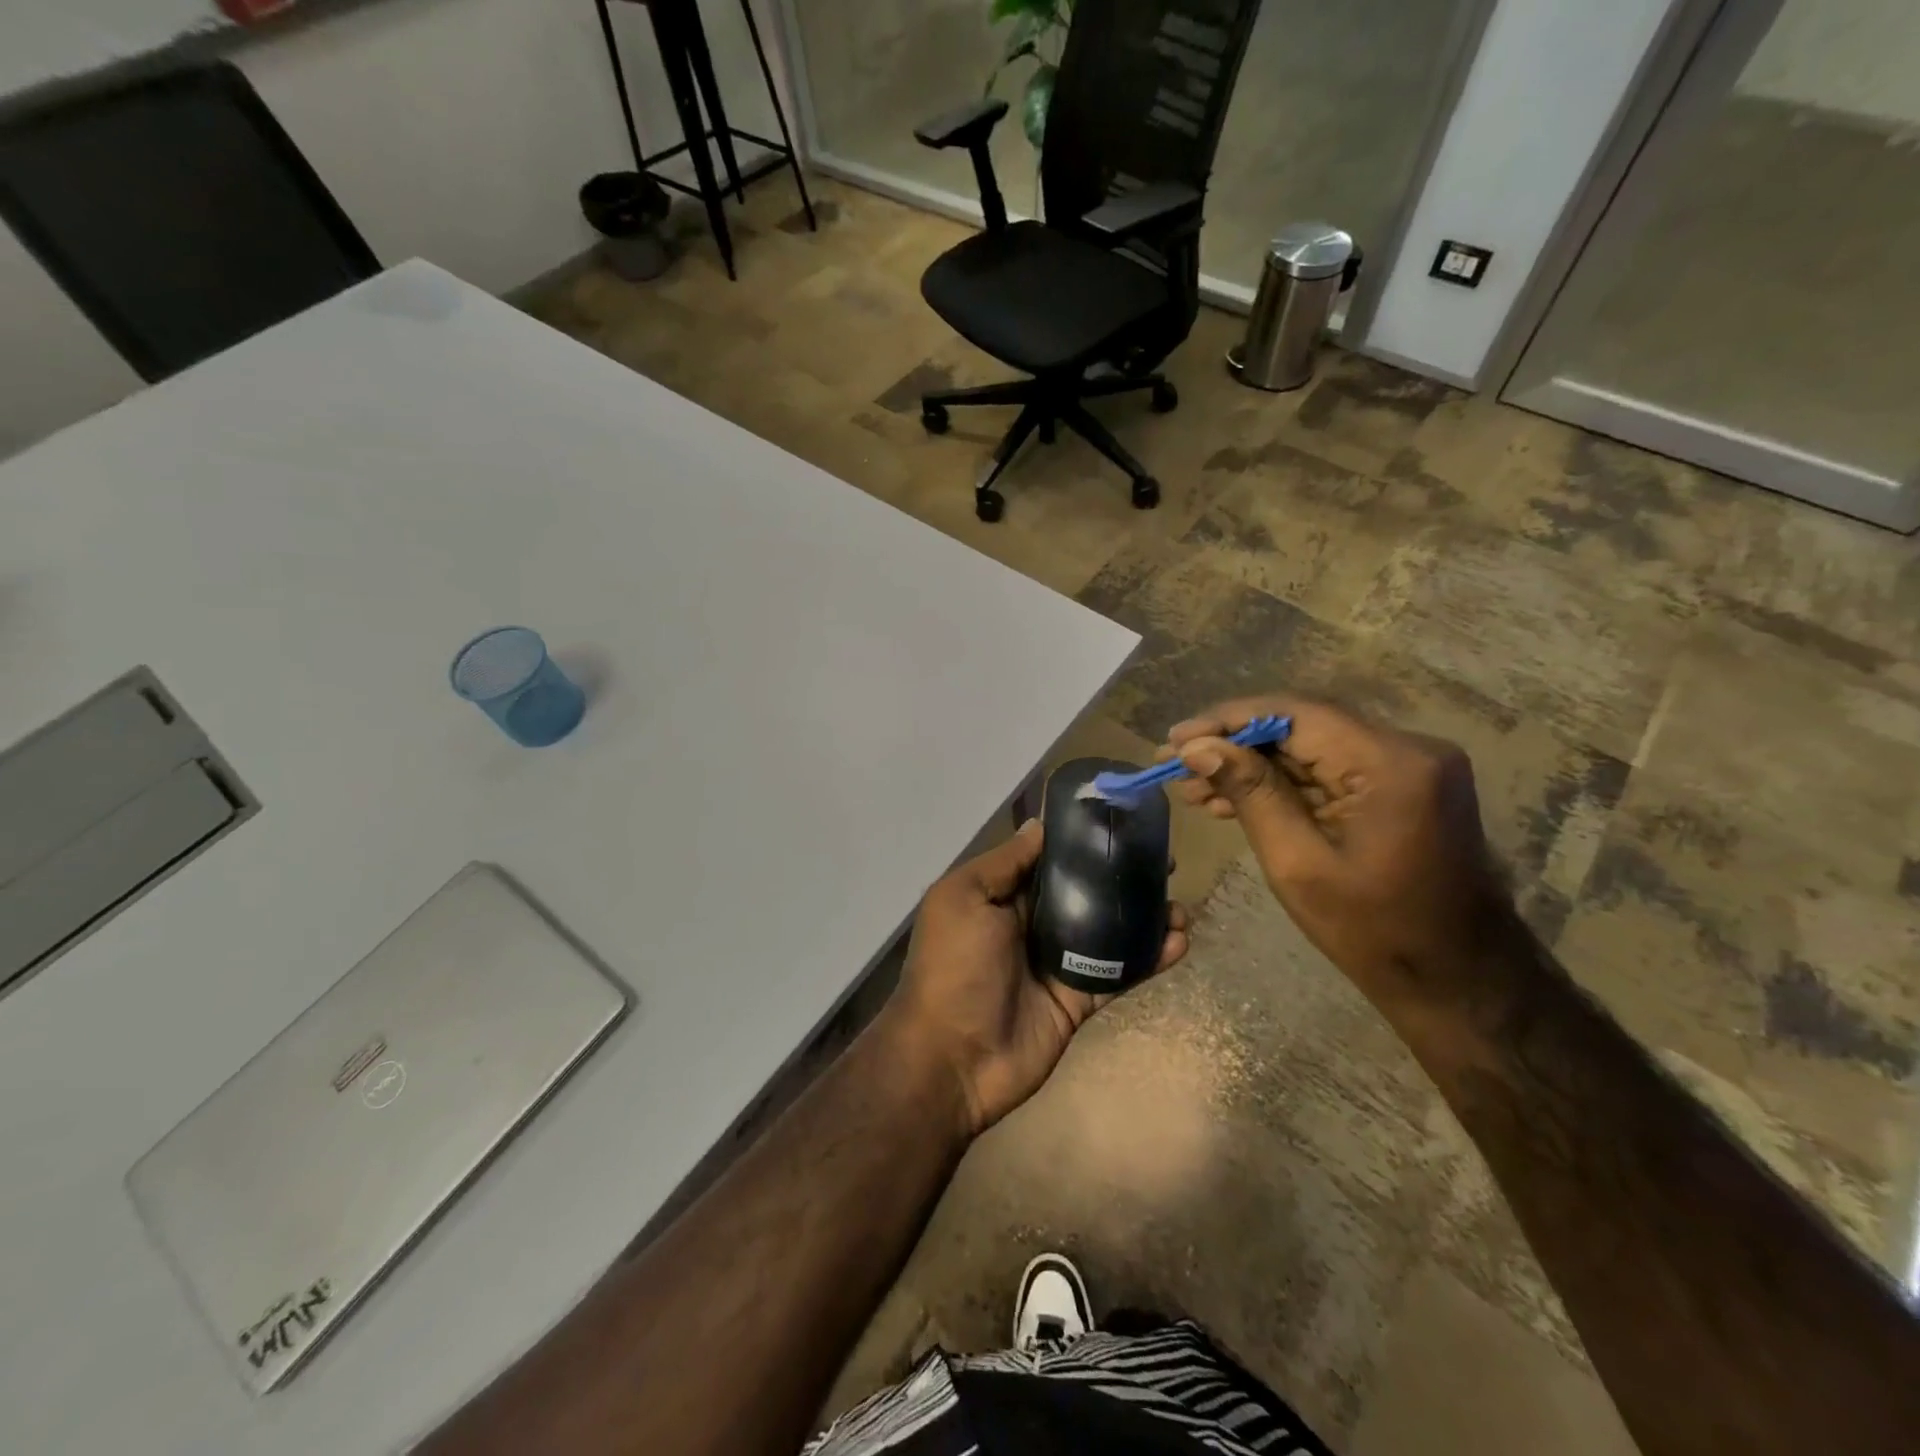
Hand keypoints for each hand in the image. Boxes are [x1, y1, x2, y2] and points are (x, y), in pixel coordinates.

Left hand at [883, 820, 1189, 1137]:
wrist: (954, 1058)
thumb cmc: (955, 966)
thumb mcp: (964, 898)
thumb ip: (1004, 863)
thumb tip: (1039, 825)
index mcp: (1003, 896)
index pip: (1050, 859)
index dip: (1083, 841)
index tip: (1122, 824)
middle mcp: (1032, 924)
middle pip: (1086, 891)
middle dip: (1123, 875)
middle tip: (1166, 863)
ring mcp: (1058, 962)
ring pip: (1110, 930)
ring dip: (1145, 916)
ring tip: (1181, 906)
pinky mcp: (1079, 998)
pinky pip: (1119, 972)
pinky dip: (1150, 958)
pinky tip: (1179, 942)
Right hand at [1165, 696, 1507, 1015]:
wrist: (1459, 981)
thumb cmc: (1375, 933)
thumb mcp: (1298, 864)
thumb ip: (1250, 794)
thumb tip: (1197, 747)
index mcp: (1391, 764)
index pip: (1295, 714)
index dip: (1227, 721)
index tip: (1175, 740)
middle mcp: (1409, 748)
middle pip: (1303, 726)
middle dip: (1234, 744)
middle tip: (1176, 766)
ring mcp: (1411, 766)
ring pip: (1312, 747)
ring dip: (1253, 765)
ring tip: (1195, 789)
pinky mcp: (1405, 785)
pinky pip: (1331, 770)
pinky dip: (1284, 782)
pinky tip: (1235, 799)